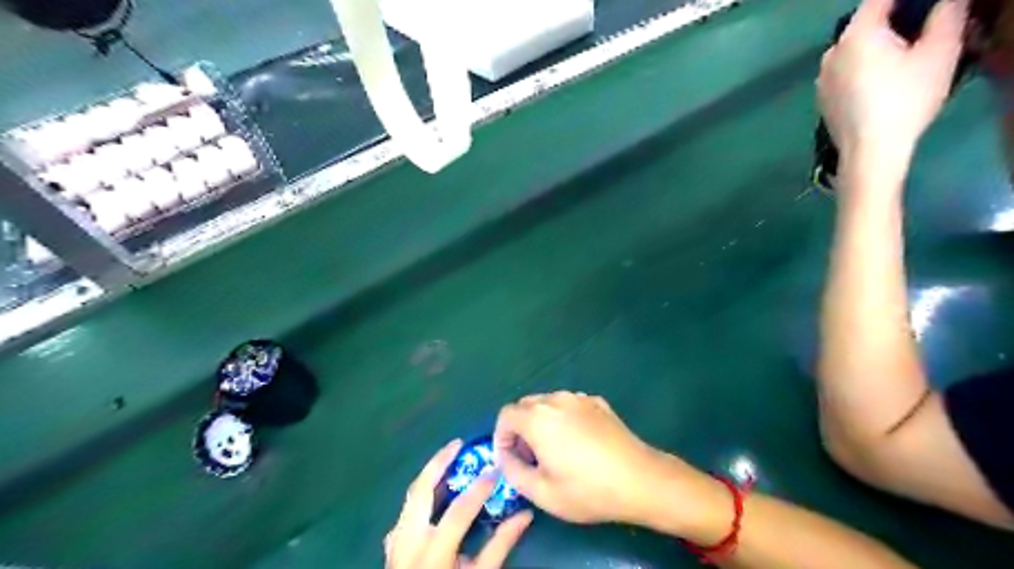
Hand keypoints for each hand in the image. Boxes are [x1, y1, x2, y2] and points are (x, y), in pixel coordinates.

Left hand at [385, 441, 533, 568]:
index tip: (495, 469)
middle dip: (438, 463)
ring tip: (449, 458)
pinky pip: (406, 510)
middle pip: (420, 490)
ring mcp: (395, 542)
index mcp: (433, 553)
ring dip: (429, 474)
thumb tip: (525, 515)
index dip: (479, 488)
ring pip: (410, 496)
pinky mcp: (391, 544)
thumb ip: (500, 546)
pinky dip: (422, 493)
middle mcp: (408, 542)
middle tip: (458, 444)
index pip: (457, 511)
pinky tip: (436, 490)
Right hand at [493, 389, 712, 526]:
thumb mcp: (542, 493)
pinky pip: (570, 404)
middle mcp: (555, 400)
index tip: (510, 459)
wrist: (639, 479)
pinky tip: (579, 441)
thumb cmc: (588, 490)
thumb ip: (513, 472)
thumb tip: (506, 457)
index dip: (501, 436)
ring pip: (548, 403)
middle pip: (525, 405)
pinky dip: (564, 418)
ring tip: (555, 450)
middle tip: (531, 456)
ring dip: (542, 421)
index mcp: (537, 419)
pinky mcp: (597, 402)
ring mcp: (579, 397)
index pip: (506, 415)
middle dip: (520, 428)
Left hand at [813, 0, 964, 165]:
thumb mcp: (940, 52)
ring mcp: (822, 78)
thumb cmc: (905, 100)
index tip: (924, 7)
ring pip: (853, 50)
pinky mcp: (822, 98)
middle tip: (922, 30)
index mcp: (856, 34)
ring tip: (903, 58)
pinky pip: (844, 72)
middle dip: (893, 20)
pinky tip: (881, 82)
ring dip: (876, 46)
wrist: (869, 152)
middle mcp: (831, 53)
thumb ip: (946, 14)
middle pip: (864, 23)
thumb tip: (945, 1)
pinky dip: (862, 68)